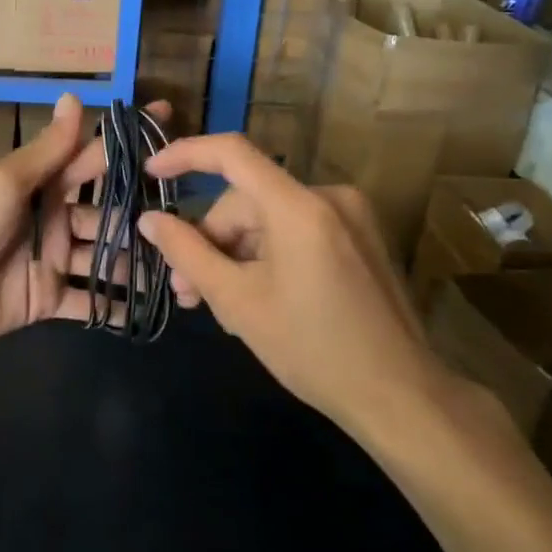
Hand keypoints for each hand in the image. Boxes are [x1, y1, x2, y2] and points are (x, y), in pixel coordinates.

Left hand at [0, 95, 169, 354]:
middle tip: (195, 222)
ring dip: (139, 263)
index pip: (94, 158)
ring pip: (106, 257)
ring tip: (184, 270)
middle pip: (108, 213)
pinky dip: (115, 304)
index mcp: (41, 182)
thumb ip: (48, 150)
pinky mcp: (47, 299)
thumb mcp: (5, 182)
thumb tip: (74, 95)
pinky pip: (88, 300)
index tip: (174, 127)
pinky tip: (153, 308)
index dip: (130, 145)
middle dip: (145, 216)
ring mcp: (51, 260)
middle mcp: (51, 216)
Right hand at [136, 134, 458, 440]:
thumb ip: (187, 253)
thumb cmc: (313, 350)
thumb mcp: (237, 302)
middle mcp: (329, 197)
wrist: (402, 398)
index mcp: (299, 207)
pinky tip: (256, 298)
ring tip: (219, 305)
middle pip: (246, 202)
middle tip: (186, 292)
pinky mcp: (361, 238)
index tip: (150, 173)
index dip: (185, 155)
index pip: (232, 153)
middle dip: (211, 242)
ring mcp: (350, 217)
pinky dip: (267, 257)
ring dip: (236, 256)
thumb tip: (149, 220)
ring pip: (268, 221)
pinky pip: (296, 232)